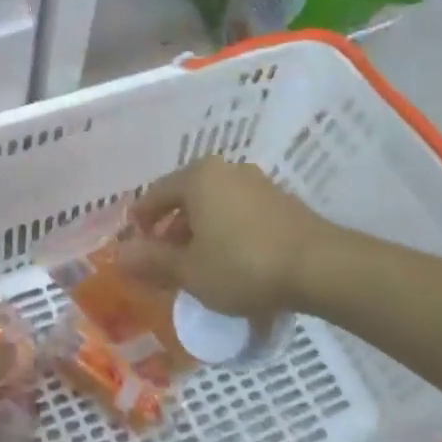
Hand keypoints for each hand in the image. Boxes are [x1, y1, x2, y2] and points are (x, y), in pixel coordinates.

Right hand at [120, 158, 328, 317]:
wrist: (321, 268)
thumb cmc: (243, 265)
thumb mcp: (190, 270)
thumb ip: (152, 261)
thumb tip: (119, 255)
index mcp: (198, 177)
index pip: (154, 194)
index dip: (140, 222)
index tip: (135, 247)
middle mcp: (226, 170)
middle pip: (185, 197)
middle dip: (171, 229)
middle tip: (164, 261)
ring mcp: (257, 183)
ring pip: (214, 205)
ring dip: (200, 232)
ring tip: (198, 265)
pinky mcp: (281, 202)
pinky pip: (239, 213)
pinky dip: (226, 232)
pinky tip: (231, 261)